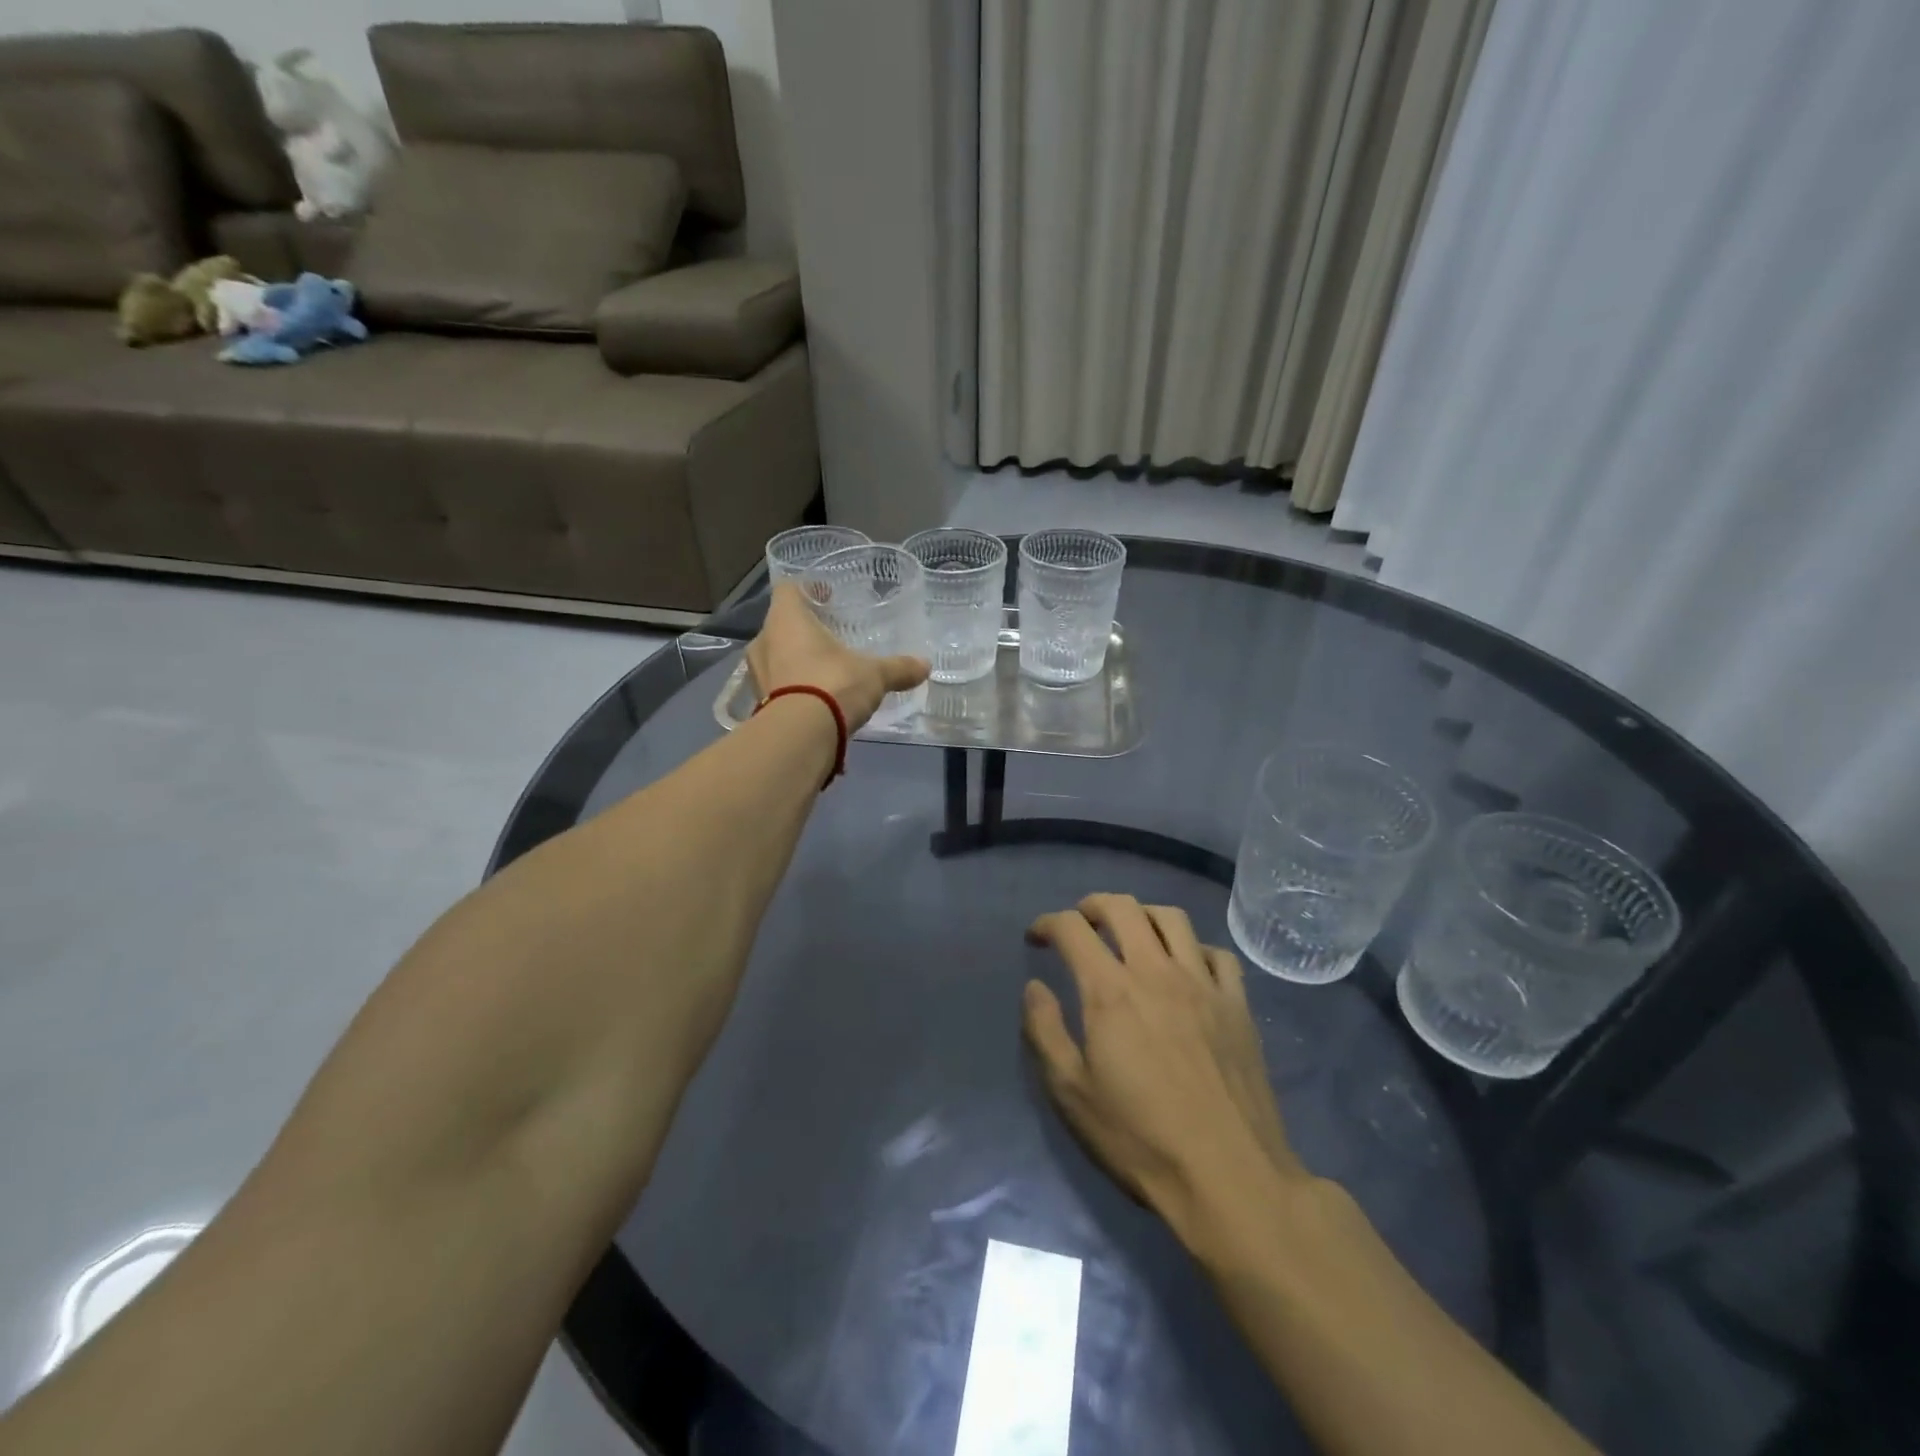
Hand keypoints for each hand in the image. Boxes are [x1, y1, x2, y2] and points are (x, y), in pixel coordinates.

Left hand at [746, 582, 929, 730]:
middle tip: (829, 636)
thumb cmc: (833, 685)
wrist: (800, 737)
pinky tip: (815, 699)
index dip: (809, 589)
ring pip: (775, 657)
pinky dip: (792, 689)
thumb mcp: (874, 675)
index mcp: (786, 619)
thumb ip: (898, 668)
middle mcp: (764, 641)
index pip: (789, 589)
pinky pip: (776, 687)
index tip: (828, 597)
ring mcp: (756, 675)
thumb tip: (925, 665)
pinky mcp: (759, 704)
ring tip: (823, 669)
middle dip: (803, 629)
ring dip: (795, 660)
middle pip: (781, 625)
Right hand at [1023, 894, 1312, 1229]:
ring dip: (1142, 914)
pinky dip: (1194, 947)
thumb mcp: (1072, 1094)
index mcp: (1110, 991)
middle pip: (1123, 908)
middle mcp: (1156, 972)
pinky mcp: (1238, 1005)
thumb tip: (1035, 987)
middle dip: (1093, 905)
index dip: (1047, 923)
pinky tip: (1187, 966)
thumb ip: (1045, 1031)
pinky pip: (1218, 953)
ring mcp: (1203, 985)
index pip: (1072, 929)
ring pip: (1172, 918)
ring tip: (1131, 931)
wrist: (1229, 1178)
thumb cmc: (1141, 1140)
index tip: (1036, 938)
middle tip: (1080, 922)